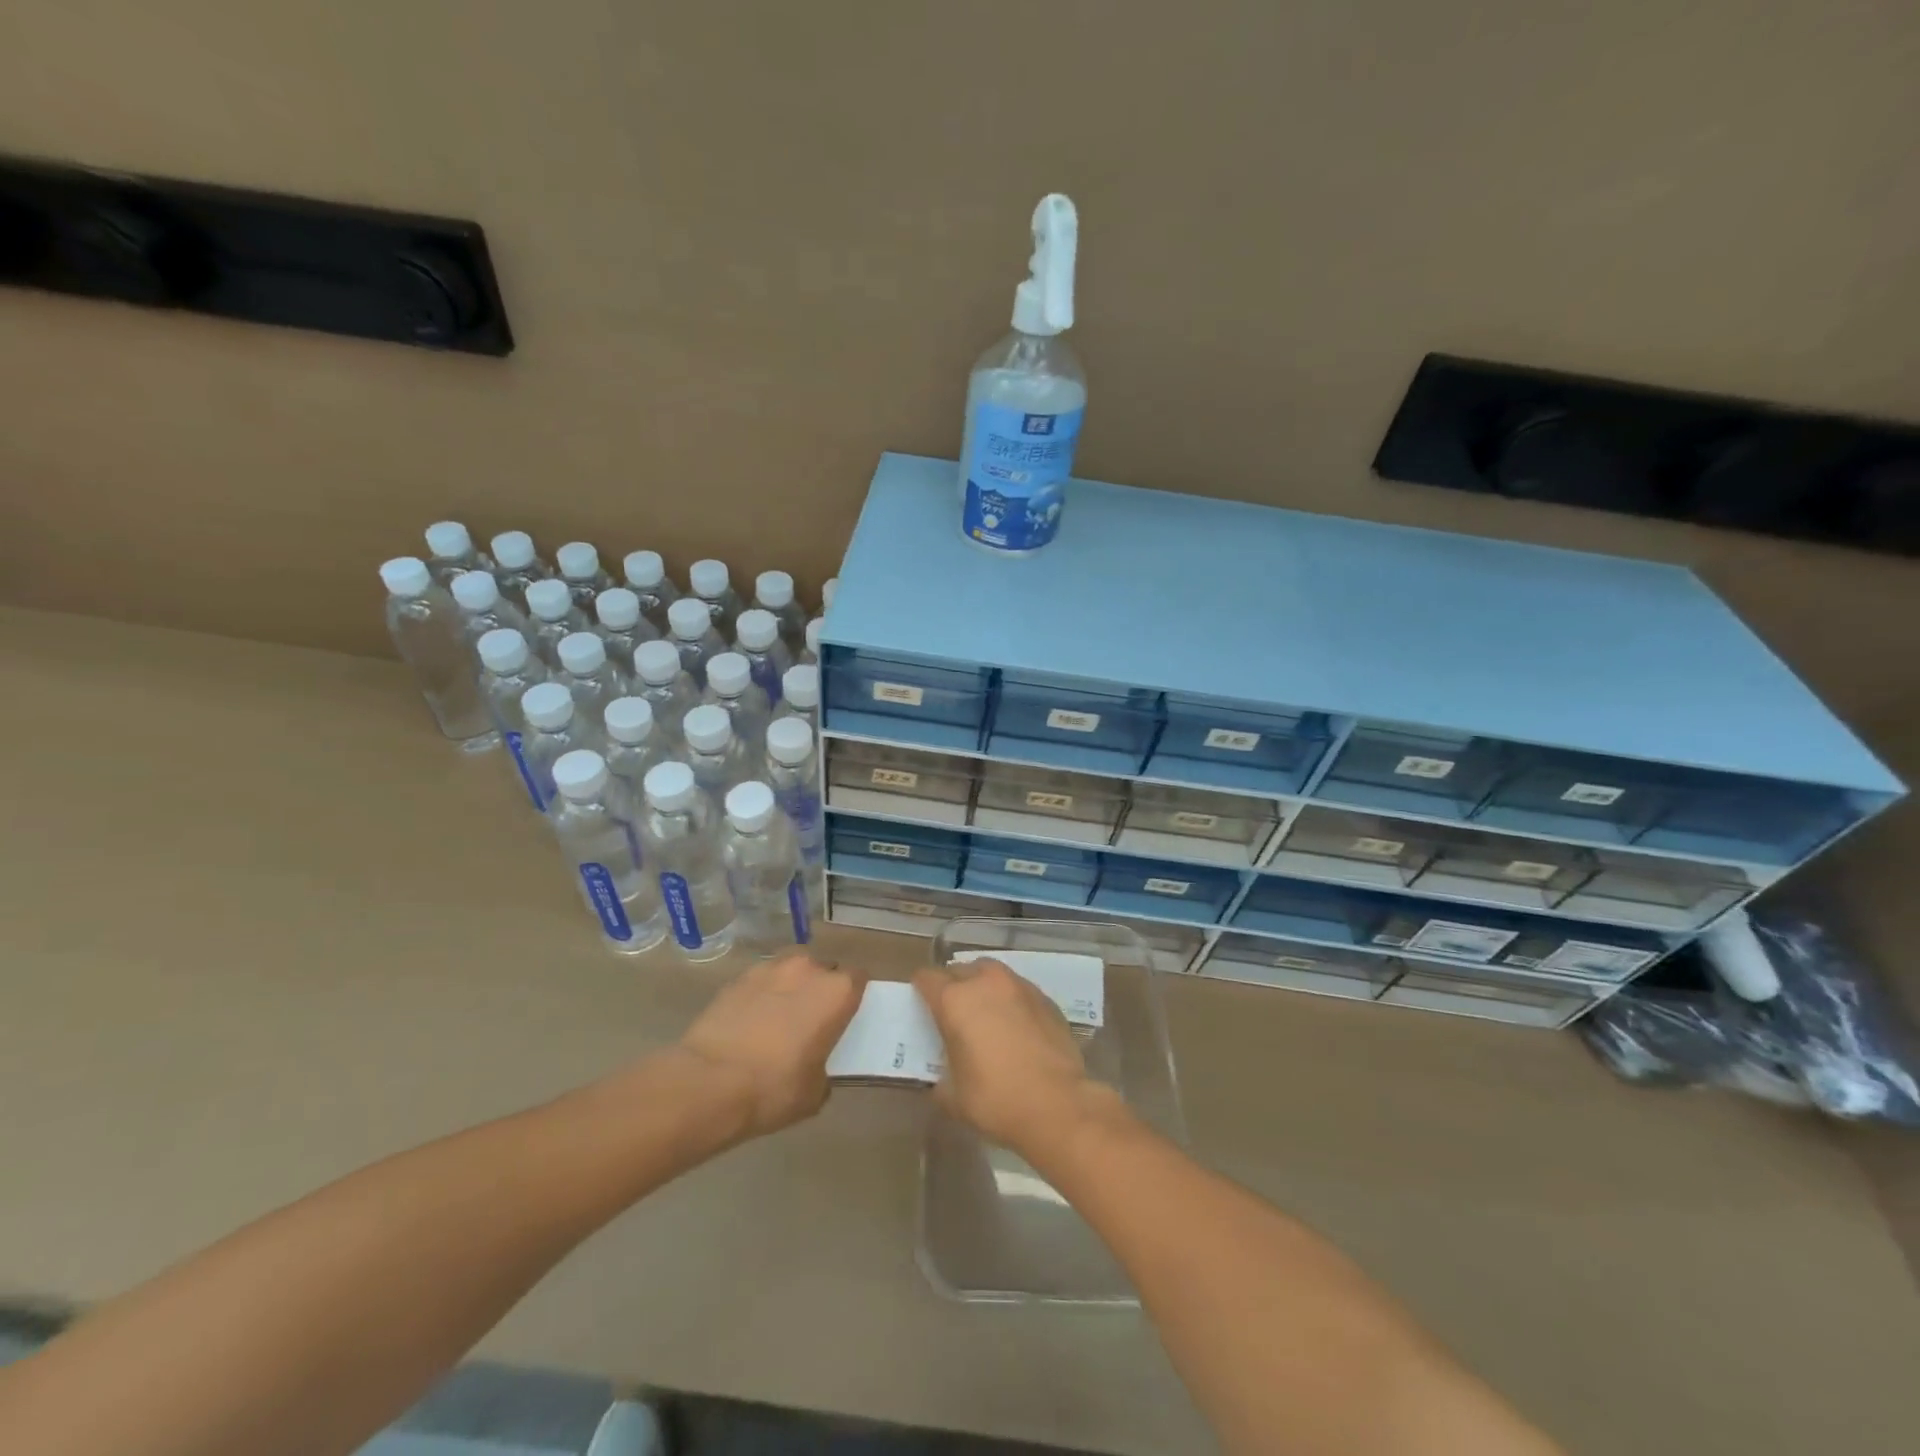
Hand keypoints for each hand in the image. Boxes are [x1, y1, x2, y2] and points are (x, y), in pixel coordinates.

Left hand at [676, 954, 861, 1138]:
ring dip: (791, 986)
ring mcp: (770, 969)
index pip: (858, 979)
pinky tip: (751, 1021)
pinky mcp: (738, 978)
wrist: (708, 1082)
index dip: (853, 996)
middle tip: (812, 1019)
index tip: (846, 1015)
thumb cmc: (774, 1088)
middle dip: (821, 988)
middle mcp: (808, 970)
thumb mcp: (814, 1093)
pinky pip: (761, 980)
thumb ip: (824, 1069)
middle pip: (824, 969)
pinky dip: (762, 994)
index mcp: (837, 992)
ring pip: (791, 969)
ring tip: (780, 1016)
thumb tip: (815, 1067)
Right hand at [913, 958, 1117, 1162]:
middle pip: (960, 970)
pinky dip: (1010, 1000)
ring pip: (992, 973)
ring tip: (986, 1014)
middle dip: (952, 986)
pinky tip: (1016, 1026)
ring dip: (983, 987)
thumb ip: (940, 1077)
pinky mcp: (1045, 998)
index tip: (921, 1005)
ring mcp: (1019, 986)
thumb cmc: (996, 1100)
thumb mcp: (952, 1097)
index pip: (927, 978)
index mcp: (955, 1000)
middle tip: (954, 1013)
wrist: (1057, 1104)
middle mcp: (985, 982)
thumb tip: (943, 1076)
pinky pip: (1018, 989)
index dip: (920, 989)